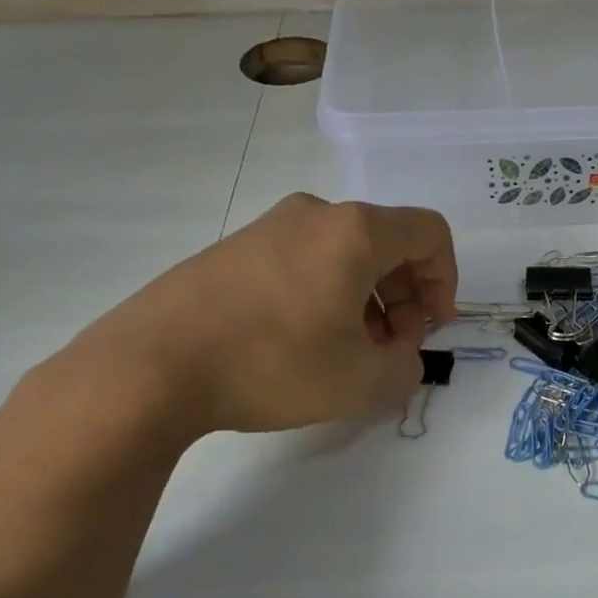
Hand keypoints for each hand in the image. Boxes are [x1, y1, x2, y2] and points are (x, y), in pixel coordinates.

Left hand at [65, 193, 458, 435]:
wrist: (150, 366)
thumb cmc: (274, 364)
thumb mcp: (364, 381)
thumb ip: (406, 366)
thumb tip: (399, 351)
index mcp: (355, 231)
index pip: (430, 233)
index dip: (446, 281)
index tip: (432, 328)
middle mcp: (314, 215)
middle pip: (387, 243)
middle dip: (404, 296)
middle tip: (392, 347)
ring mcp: (267, 228)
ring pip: (343, 255)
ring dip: (365, 300)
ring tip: (348, 353)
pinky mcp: (232, 250)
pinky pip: (302, 263)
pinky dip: (324, 296)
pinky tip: (302, 344)